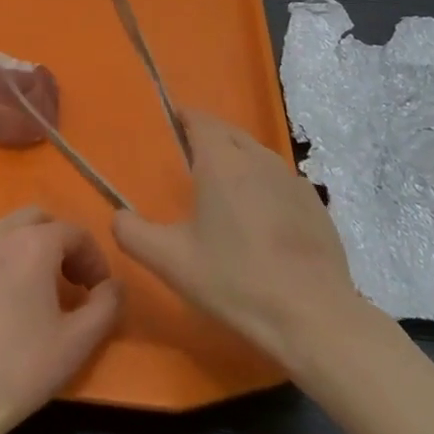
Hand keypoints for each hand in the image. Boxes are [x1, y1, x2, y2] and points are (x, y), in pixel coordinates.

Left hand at [0, 207, 123, 433]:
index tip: (97, 289)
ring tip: (27, 293)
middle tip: (66, 280)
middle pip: (35, 219)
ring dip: (22, 251)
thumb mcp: (77, 343)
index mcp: (32, 243)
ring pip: (0, 234)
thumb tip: (113, 285)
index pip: (74, 232)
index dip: (93, 258)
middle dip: (57, 242)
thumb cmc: (18, 370)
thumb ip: (106, 306)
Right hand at [114, 107, 360, 366]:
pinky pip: (281, 181)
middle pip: (229, 133)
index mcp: (221, 161)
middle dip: (209, 137)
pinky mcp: (315, 205)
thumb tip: (117, 216)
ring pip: (257, 155)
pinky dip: (264, 186)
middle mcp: (258, 158)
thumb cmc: (235, 280)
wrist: (314, 316)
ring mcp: (292, 180)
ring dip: (238, 161)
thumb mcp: (170, 261)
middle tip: (189, 160)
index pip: (200, 119)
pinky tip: (260, 219)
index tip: (170, 125)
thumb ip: (133, 233)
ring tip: (223, 189)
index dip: (184, 117)